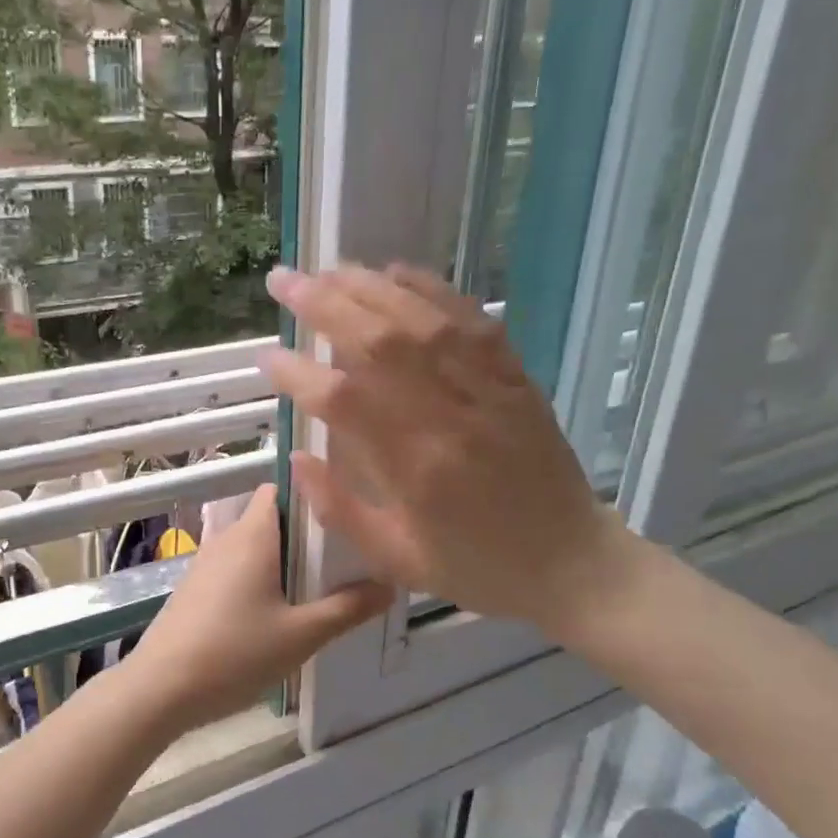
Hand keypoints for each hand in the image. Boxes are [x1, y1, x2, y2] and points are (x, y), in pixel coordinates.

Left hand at [123, 485, 391, 732]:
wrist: (159, 689)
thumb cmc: (234, 653)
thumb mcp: (301, 635)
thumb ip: (347, 608)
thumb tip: (389, 586)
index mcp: (253, 535)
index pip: (281, 488)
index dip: (312, 494)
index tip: (346, 513)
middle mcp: (227, 539)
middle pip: (272, 520)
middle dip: (306, 536)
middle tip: (345, 559)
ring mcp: (206, 564)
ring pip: (254, 548)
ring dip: (283, 562)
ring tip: (320, 589)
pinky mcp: (195, 589)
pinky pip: (236, 570)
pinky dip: (260, 580)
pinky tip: (278, 614)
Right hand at [259, 264, 643, 636]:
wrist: (571, 563)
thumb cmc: (476, 567)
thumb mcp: (396, 560)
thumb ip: (339, 509)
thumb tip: (296, 459)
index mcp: (416, 468)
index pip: (342, 402)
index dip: (297, 374)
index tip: (266, 357)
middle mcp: (449, 416)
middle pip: (379, 343)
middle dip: (323, 305)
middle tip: (282, 282)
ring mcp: (487, 390)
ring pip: (421, 320)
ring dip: (368, 288)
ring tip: (327, 270)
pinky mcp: (514, 376)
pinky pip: (471, 319)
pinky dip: (430, 289)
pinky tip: (396, 273)